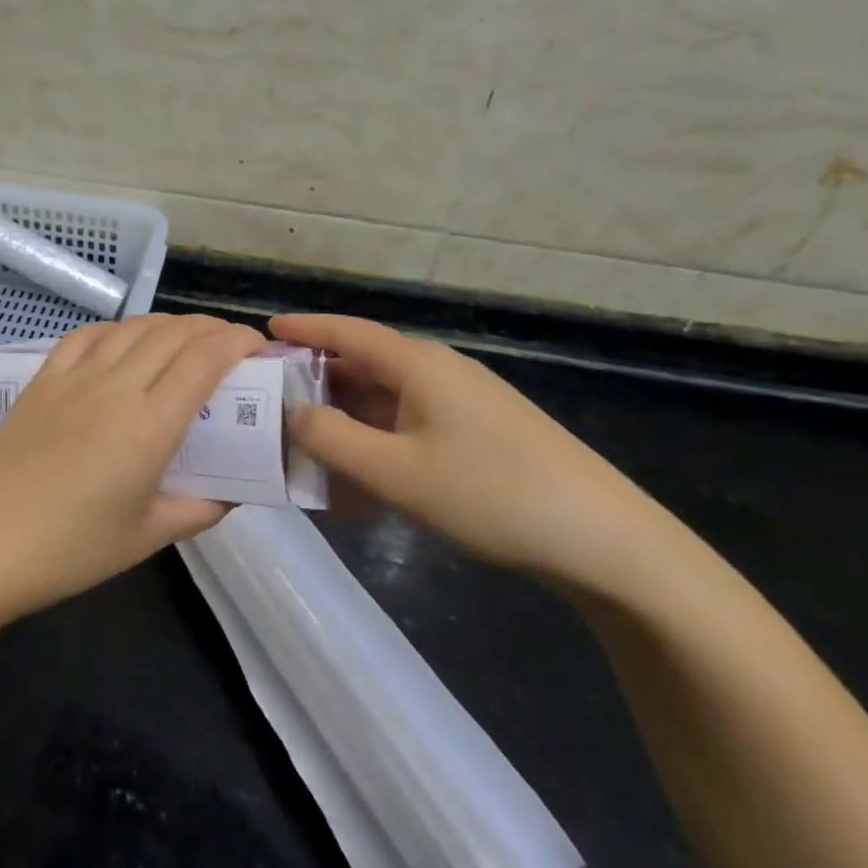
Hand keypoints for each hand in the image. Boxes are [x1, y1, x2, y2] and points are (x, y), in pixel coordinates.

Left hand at [0, 314, 264, 624]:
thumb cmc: (73, 550)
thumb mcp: (149, 537)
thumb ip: (201, 509)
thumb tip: (234, 493)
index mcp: (149, 425)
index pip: (205, 360)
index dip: (237, 342)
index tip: (256, 346)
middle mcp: (116, 387)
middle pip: (173, 334)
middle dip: (211, 329)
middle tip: (229, 344)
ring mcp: (75, 377)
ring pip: (133, 328)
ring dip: (168, 324)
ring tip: (185, 338)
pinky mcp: (43, 379)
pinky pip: (86, 336)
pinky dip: (117, 329)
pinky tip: (124, 340)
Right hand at [271, 314, 653, 581]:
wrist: (603, 539)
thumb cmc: (491, 494)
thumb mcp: (397, 472)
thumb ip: (332, 439)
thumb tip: (291, 413)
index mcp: (418, 365)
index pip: (348, 332)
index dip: (304, 328)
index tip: (264, 330)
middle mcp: (439, 373)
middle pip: (364, 365)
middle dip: (317, 382)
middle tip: (272, 404)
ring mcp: (463, 403)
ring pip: (387, 401)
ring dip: (347, 421)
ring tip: (307, 447)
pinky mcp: (479, 434)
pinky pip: (411, 427)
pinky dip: (378, 444)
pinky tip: (361, 481)